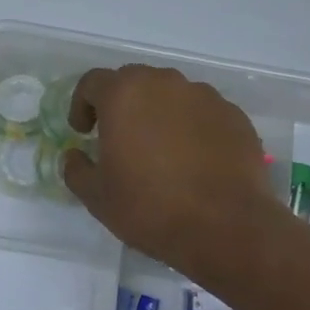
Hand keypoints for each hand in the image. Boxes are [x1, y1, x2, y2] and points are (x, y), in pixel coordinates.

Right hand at [62, 65, 282, 287]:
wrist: (227, 228)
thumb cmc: (150, 208)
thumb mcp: (97, 197)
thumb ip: (77, 169)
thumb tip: (74, 156)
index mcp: (124, 94)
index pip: (92, 82)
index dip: (82, 104)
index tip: (83, 132)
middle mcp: (164, 83)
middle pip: (133, 81)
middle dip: (121, 104)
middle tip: (119, 138)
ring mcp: (204, 96)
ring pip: (171, 94)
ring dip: (158, 113)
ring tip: (161, 150)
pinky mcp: (234, 116)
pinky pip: (202, 112)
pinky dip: (192, 127)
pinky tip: (194, 160)